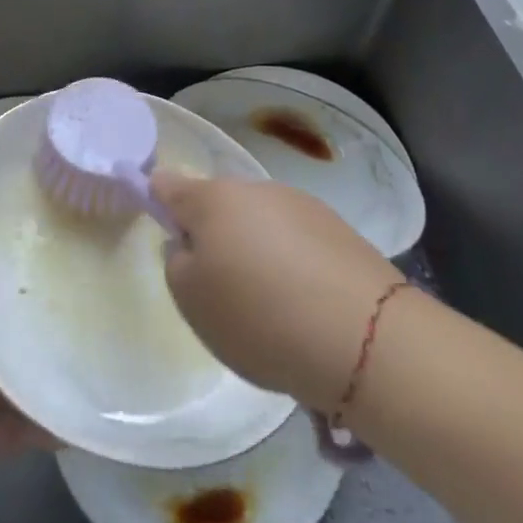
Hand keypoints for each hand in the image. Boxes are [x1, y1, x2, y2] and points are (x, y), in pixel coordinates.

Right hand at [155, 169, 403, 414]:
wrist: (366, 338)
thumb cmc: (259, 316)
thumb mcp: (191, 300)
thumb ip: (177, 262)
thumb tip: (190, 244)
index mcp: (212, 199)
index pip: (168, 184)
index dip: (156, 199)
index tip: (160, 224)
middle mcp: (256, 189)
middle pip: (219, 206)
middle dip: (213, 235)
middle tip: (218, 287)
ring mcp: (302, 206)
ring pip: (260, 223)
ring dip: (255, 250)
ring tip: (269, 306)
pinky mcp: (340, 231)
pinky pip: (297, 242)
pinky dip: (292, 265)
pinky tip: (304, 306)